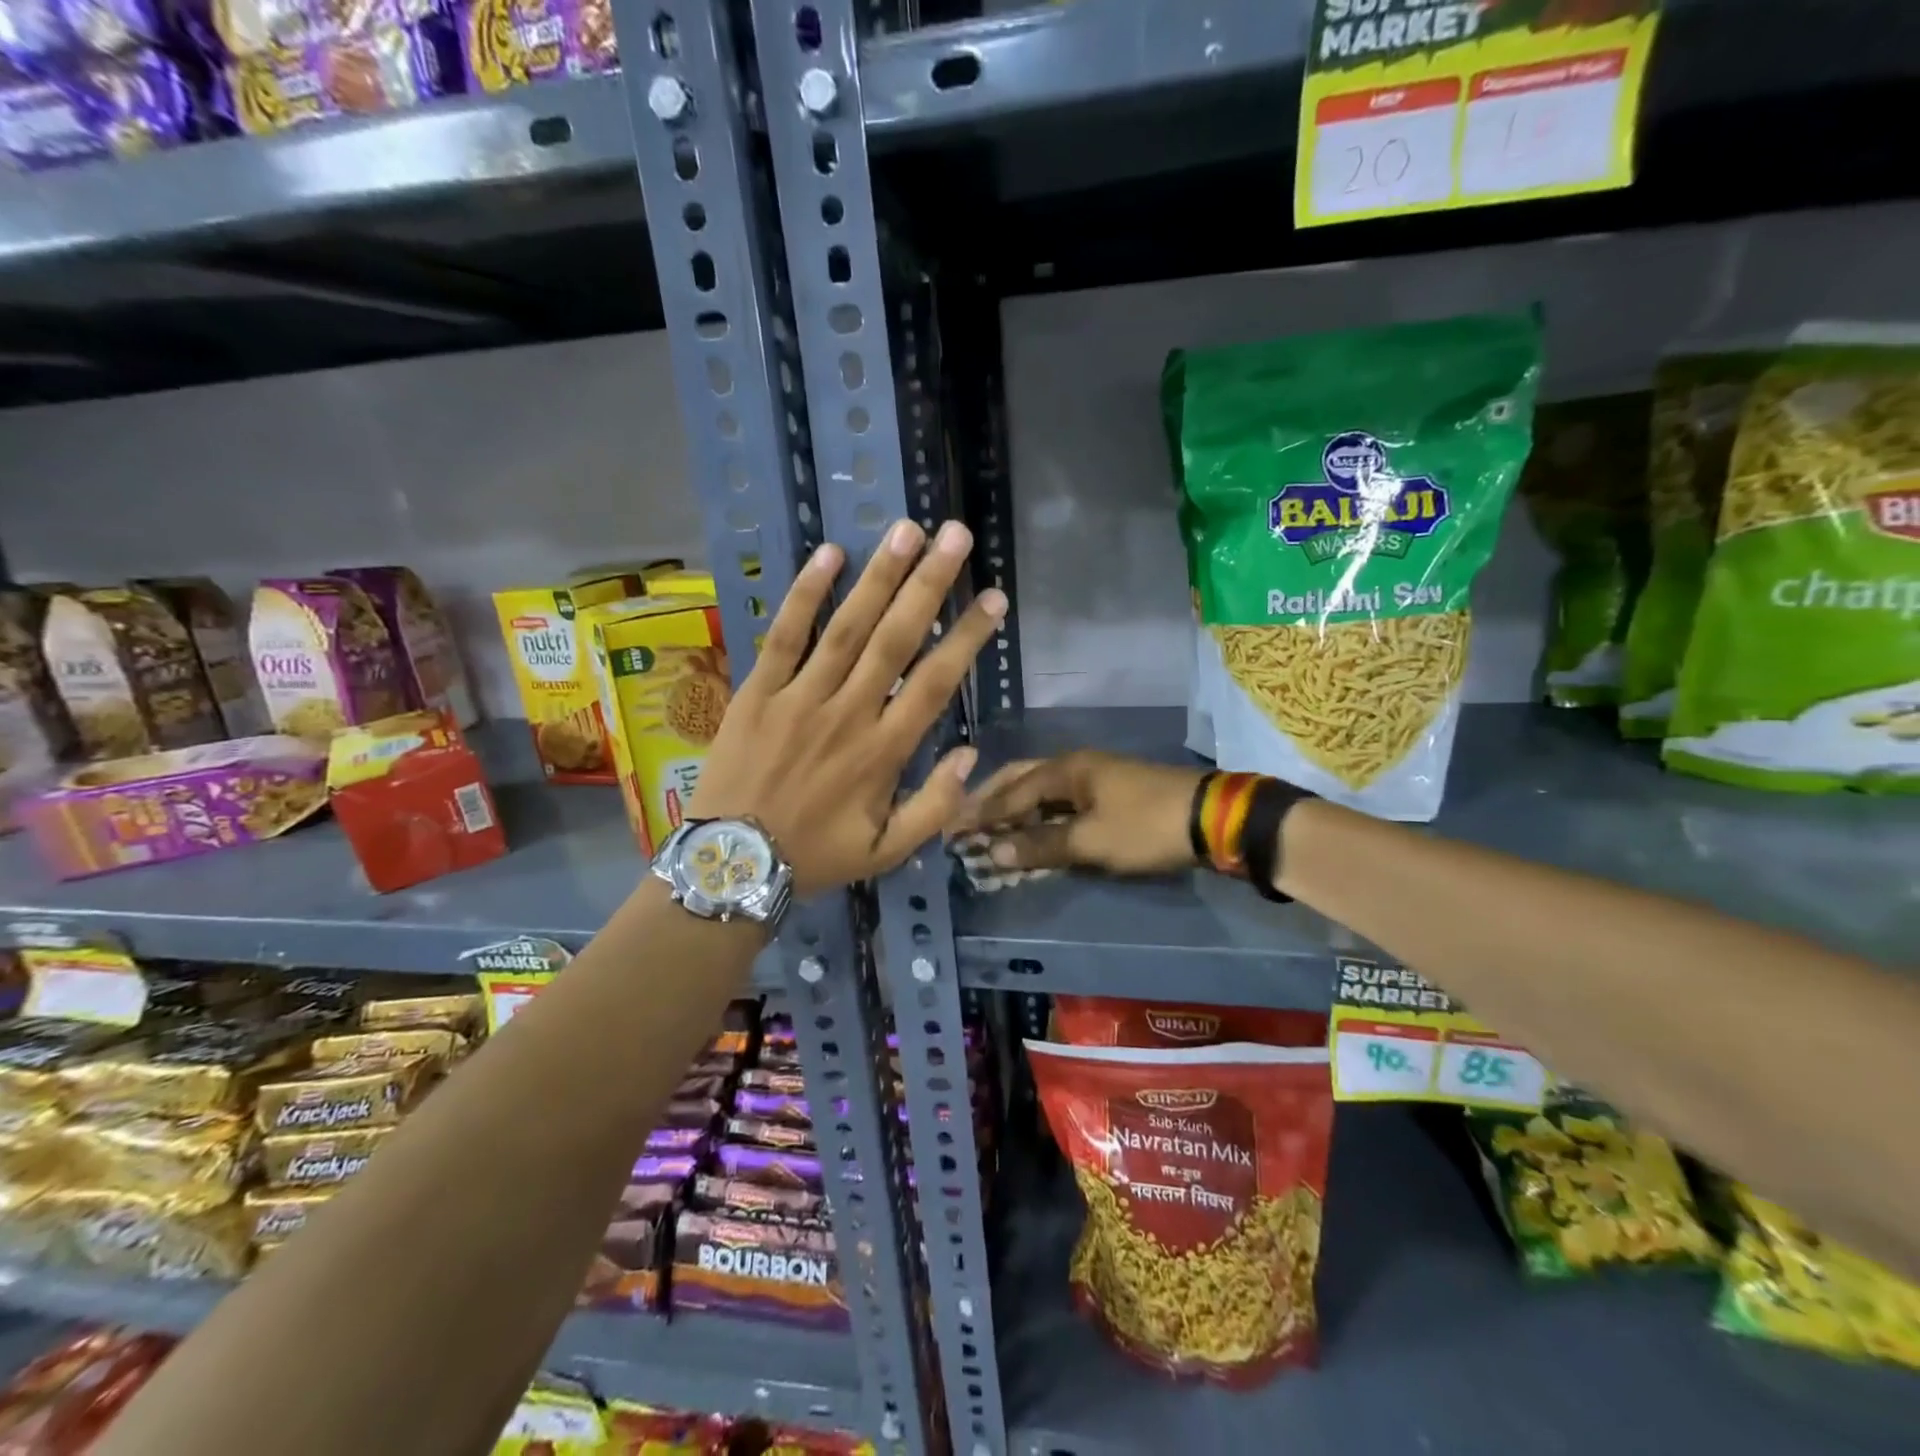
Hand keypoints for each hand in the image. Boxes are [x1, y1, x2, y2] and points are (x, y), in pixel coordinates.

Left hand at [691, 519, 1004, 896]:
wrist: (732, 865)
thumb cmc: (816, 857)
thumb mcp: (887, 853)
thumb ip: (935, 807)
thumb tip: (970, 755)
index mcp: (883, 752)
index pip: (936, 682)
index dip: (968, 637)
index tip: (993, 597)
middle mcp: (848, 714)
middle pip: (896, 639)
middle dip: (930, 584)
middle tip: (955, 535)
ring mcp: (799, 697)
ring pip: (846, 627)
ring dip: (879, 576)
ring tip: (906, 530)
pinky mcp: (758, 691)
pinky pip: (784, 635)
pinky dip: (805, 594)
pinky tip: (830, 553)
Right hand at [948, 751, 1204, 875]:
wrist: (1213, 818)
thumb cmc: (1146, 827)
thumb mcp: (1091, 841)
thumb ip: (1040, 845)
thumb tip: (992, 851)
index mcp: (1066, 770)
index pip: (1010, 792)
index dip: (979, 812)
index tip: (949, 827)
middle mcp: (1075, 766)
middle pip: (1021, 780)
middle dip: (992, 801)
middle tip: (964, 821)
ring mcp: (1095, 777)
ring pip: (1041, 790)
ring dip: (1015, 808)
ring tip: (990, 828)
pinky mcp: (1111, 793)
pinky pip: (1061, 801)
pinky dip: (1040, 815)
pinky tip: (1033, 829)